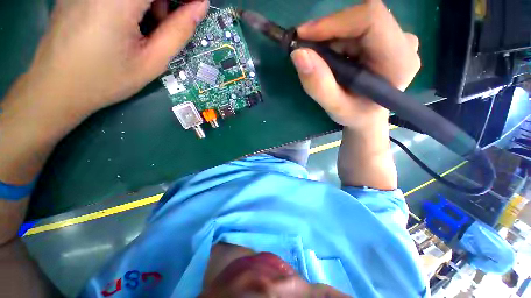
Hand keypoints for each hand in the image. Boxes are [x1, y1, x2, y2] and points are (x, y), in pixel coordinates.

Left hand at [20, 0, 208, 119]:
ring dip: (147, 2)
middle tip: (164, 25)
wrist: (57, 87)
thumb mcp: (152, 61)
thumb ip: (179, 31)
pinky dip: (128, 3)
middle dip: (164, 2)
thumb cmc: (107, 79)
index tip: (192, 9)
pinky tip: (123, 21)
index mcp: (118, 0)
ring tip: (143, 28)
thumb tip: (200, 6)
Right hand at [291, 0, 419, 129]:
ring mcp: (396, 37)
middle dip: (328, 32)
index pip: (371, 19)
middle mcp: (403, 42)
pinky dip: (335, 40)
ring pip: (355, 22)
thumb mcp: (335, 108)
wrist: (367, 115)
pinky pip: (355, 27)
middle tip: (306, 51)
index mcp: (399, 61)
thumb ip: (318, 85)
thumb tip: (298, 54)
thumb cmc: (355, 115)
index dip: (334, 22)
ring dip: (330, 39)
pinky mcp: (386, 37)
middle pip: (361, 18)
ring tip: (319, 62)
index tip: (302, 36)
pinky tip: (330, 60)